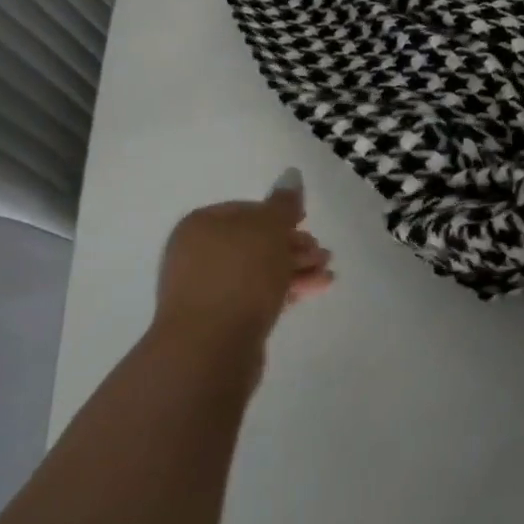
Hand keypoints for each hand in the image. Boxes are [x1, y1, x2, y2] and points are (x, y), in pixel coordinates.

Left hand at [153, 171, 333, 360]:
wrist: (209, 349)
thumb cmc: (240, 275)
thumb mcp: (269, 228)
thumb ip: (284, 203)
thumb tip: (292, 174)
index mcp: (201, 225)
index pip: (247, 210)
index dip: (281, 216)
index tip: (308, 225)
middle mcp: (197, 254)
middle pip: (255, 242)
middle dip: (293, 246)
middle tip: (322, 253)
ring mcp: (206, 289)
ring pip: (259, 271)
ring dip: (295, 268)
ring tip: (326, 274)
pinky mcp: (219, 321)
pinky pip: (257, 296)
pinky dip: (285, 290)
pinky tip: (314, 290)